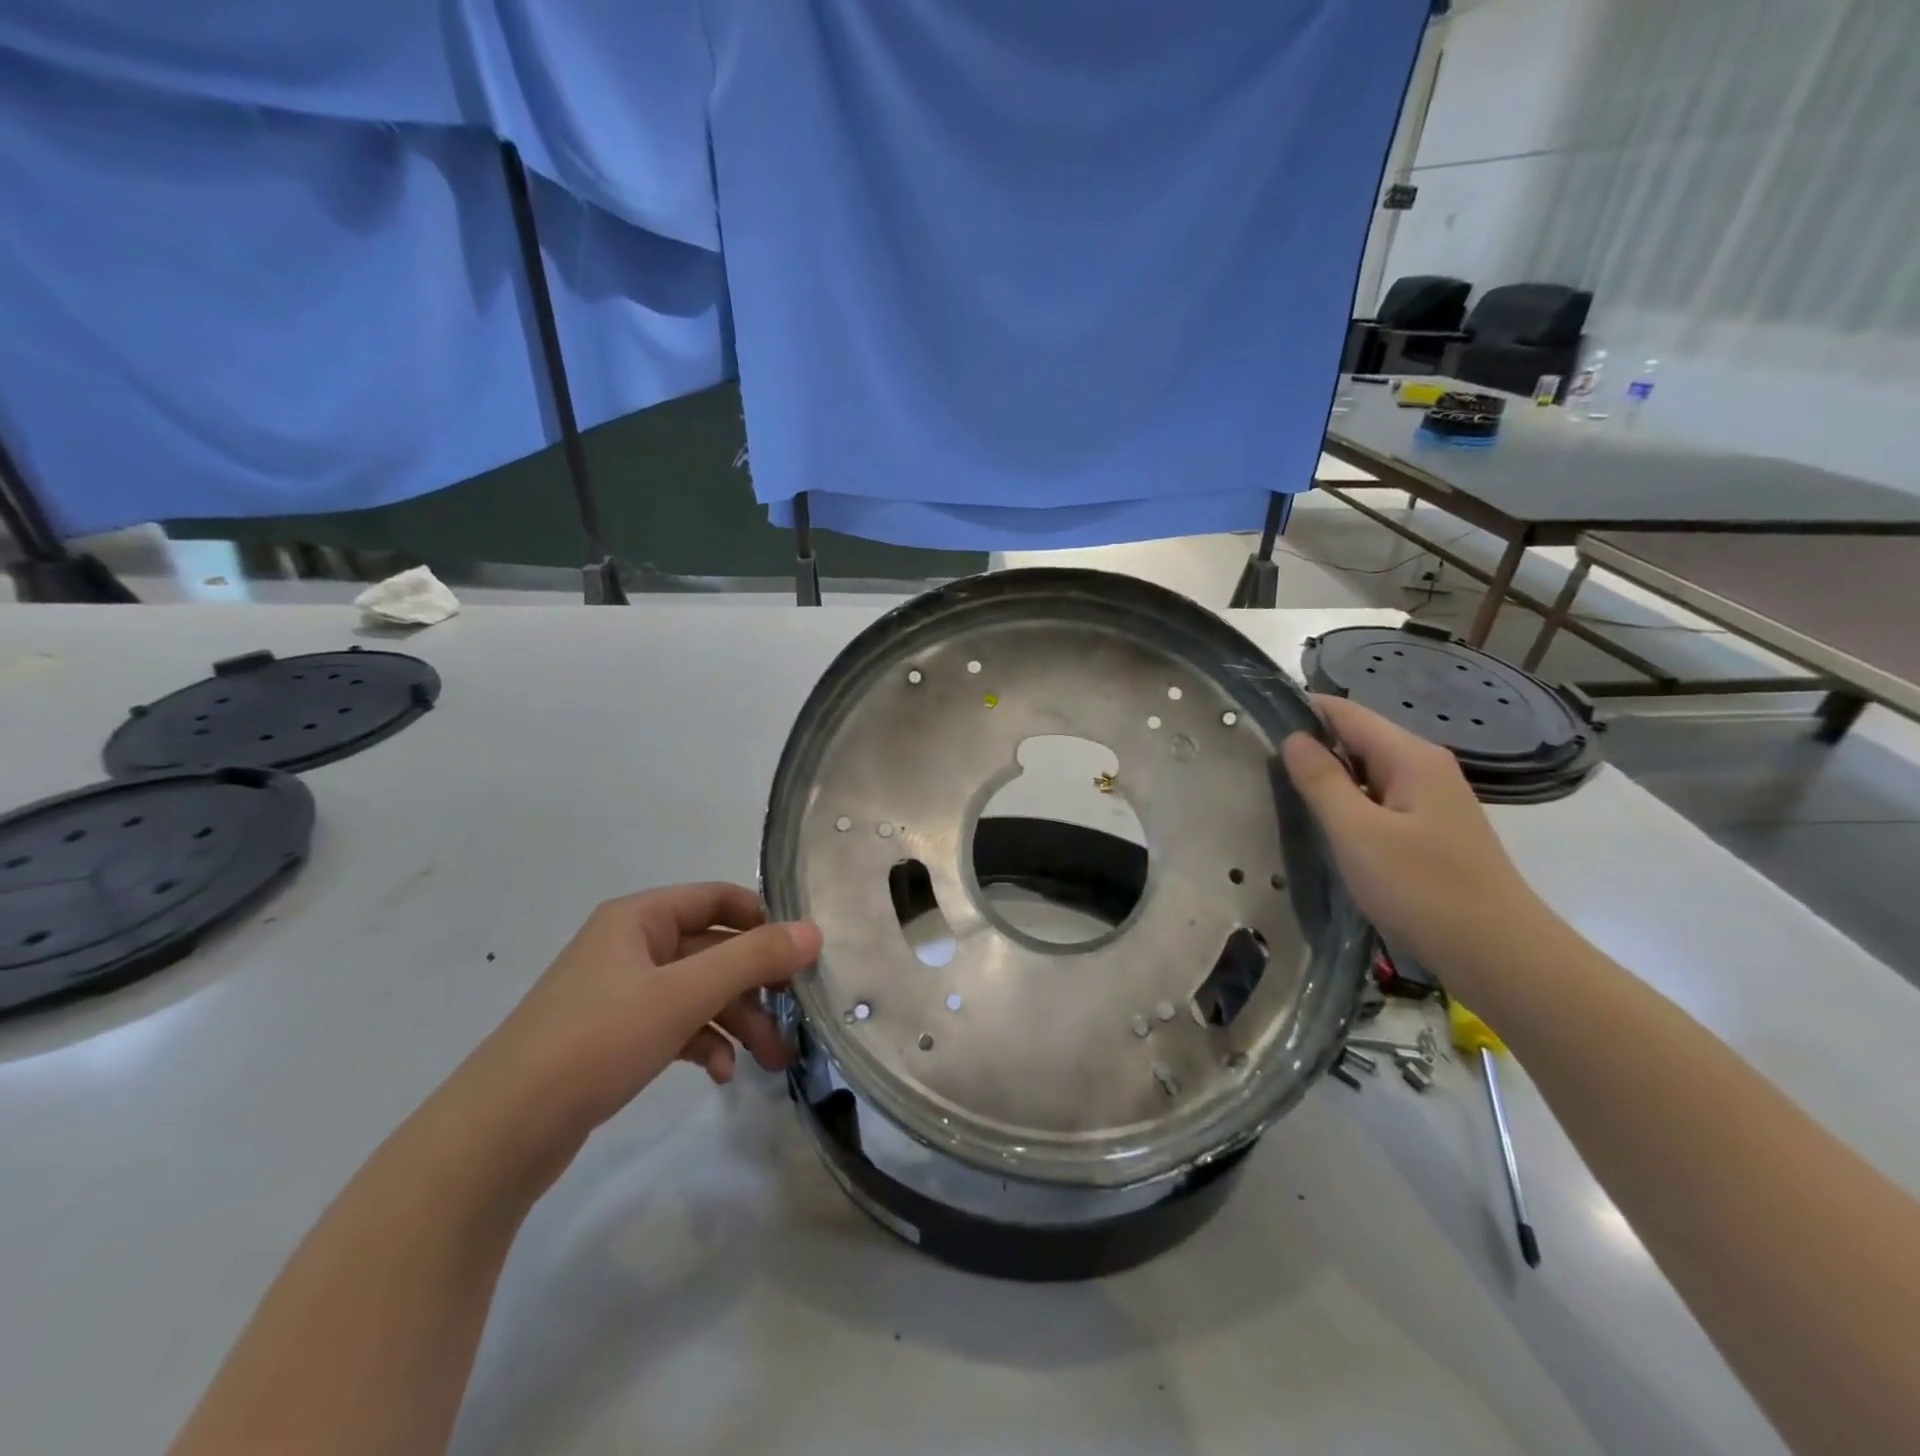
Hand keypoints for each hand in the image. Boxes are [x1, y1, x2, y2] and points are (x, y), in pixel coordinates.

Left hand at [469, 884, 821, 1149]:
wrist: (497, 1136)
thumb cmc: (595, 1042)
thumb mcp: (683, 995)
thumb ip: (752, 959)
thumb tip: (813, 931)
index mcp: (639, 919)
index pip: (718, 898)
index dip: (762, 920)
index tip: (801, 955)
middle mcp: (631, 947)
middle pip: (713, 950)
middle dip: (756, 985)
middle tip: (796, 1019)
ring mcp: (620, 994)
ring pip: (698, 993)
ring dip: (737, 1021)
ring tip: (772, 1060)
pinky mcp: (614, 1038)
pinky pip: (675, 1026)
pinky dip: (704, 1043)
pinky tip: (721, 1074)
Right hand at [1282, 696, 1550, 980]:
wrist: (1499, 956)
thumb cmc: (1423, 889)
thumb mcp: (1358, 833)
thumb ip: (1321, 781)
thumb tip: (1293, 737)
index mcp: (1410, 757)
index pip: (1345, 712)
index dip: (1300, 712)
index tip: (1254, 726)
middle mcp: (1424, 767)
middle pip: (1356, 739)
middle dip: (1309, 747)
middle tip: (1258, 767)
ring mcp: (1430, 800)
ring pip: (1365, 773)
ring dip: (1326, 779)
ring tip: (1278, 793)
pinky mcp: (1429, 830)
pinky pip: (1377, 801)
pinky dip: (1346, 805)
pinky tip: (1321, 826)